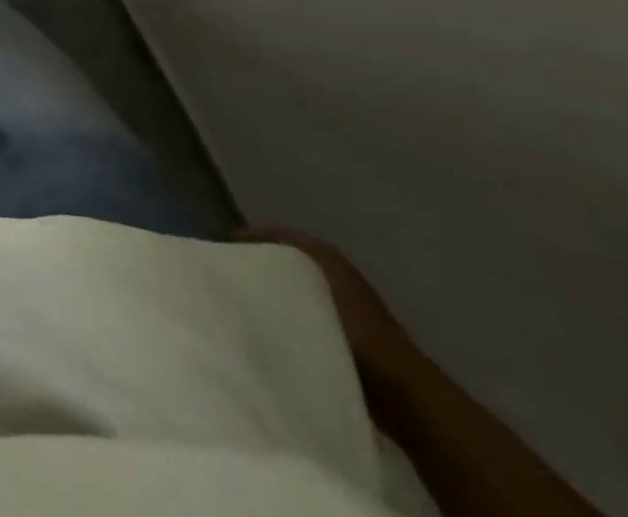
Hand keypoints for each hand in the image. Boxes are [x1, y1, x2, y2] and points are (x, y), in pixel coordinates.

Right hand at [234, 227, 420, 390]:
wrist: (404, 392)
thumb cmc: (355, 332)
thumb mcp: (309, 290)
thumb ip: (275, 273)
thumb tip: (239, 260)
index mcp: (323, 253)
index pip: (278, 235)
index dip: (251, 238)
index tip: (223, 247)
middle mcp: (334, 271)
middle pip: (287, 259)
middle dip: (260, 263)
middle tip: (228, 272)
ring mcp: (344, 304)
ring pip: (296, 288)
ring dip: (275, 291)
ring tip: (244, 300)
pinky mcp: (347, 335)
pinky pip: (306, 314)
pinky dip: (289, 315)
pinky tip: (271, 327)